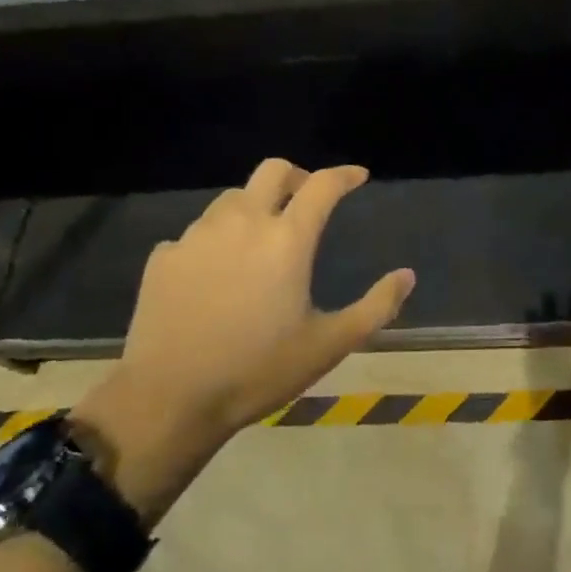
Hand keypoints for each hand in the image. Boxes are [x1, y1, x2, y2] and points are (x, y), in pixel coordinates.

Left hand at [74, 160, 413, 519]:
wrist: (170, 400)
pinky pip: (197, 233)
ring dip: (255, 207)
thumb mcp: (330, 344)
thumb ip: (376, 306)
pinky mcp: (163, 257)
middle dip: (297, 176)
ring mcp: (196, 236)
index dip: (344, 175)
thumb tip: (407, 275)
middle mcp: (242, 223)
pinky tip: (217, 273)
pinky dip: (216, 240)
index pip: (322, 185)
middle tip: (308, 199)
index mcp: (287, 240)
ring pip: (232, 199)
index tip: (358, 176)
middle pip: (272, 171)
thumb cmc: (259, 371)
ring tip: (261, 239)